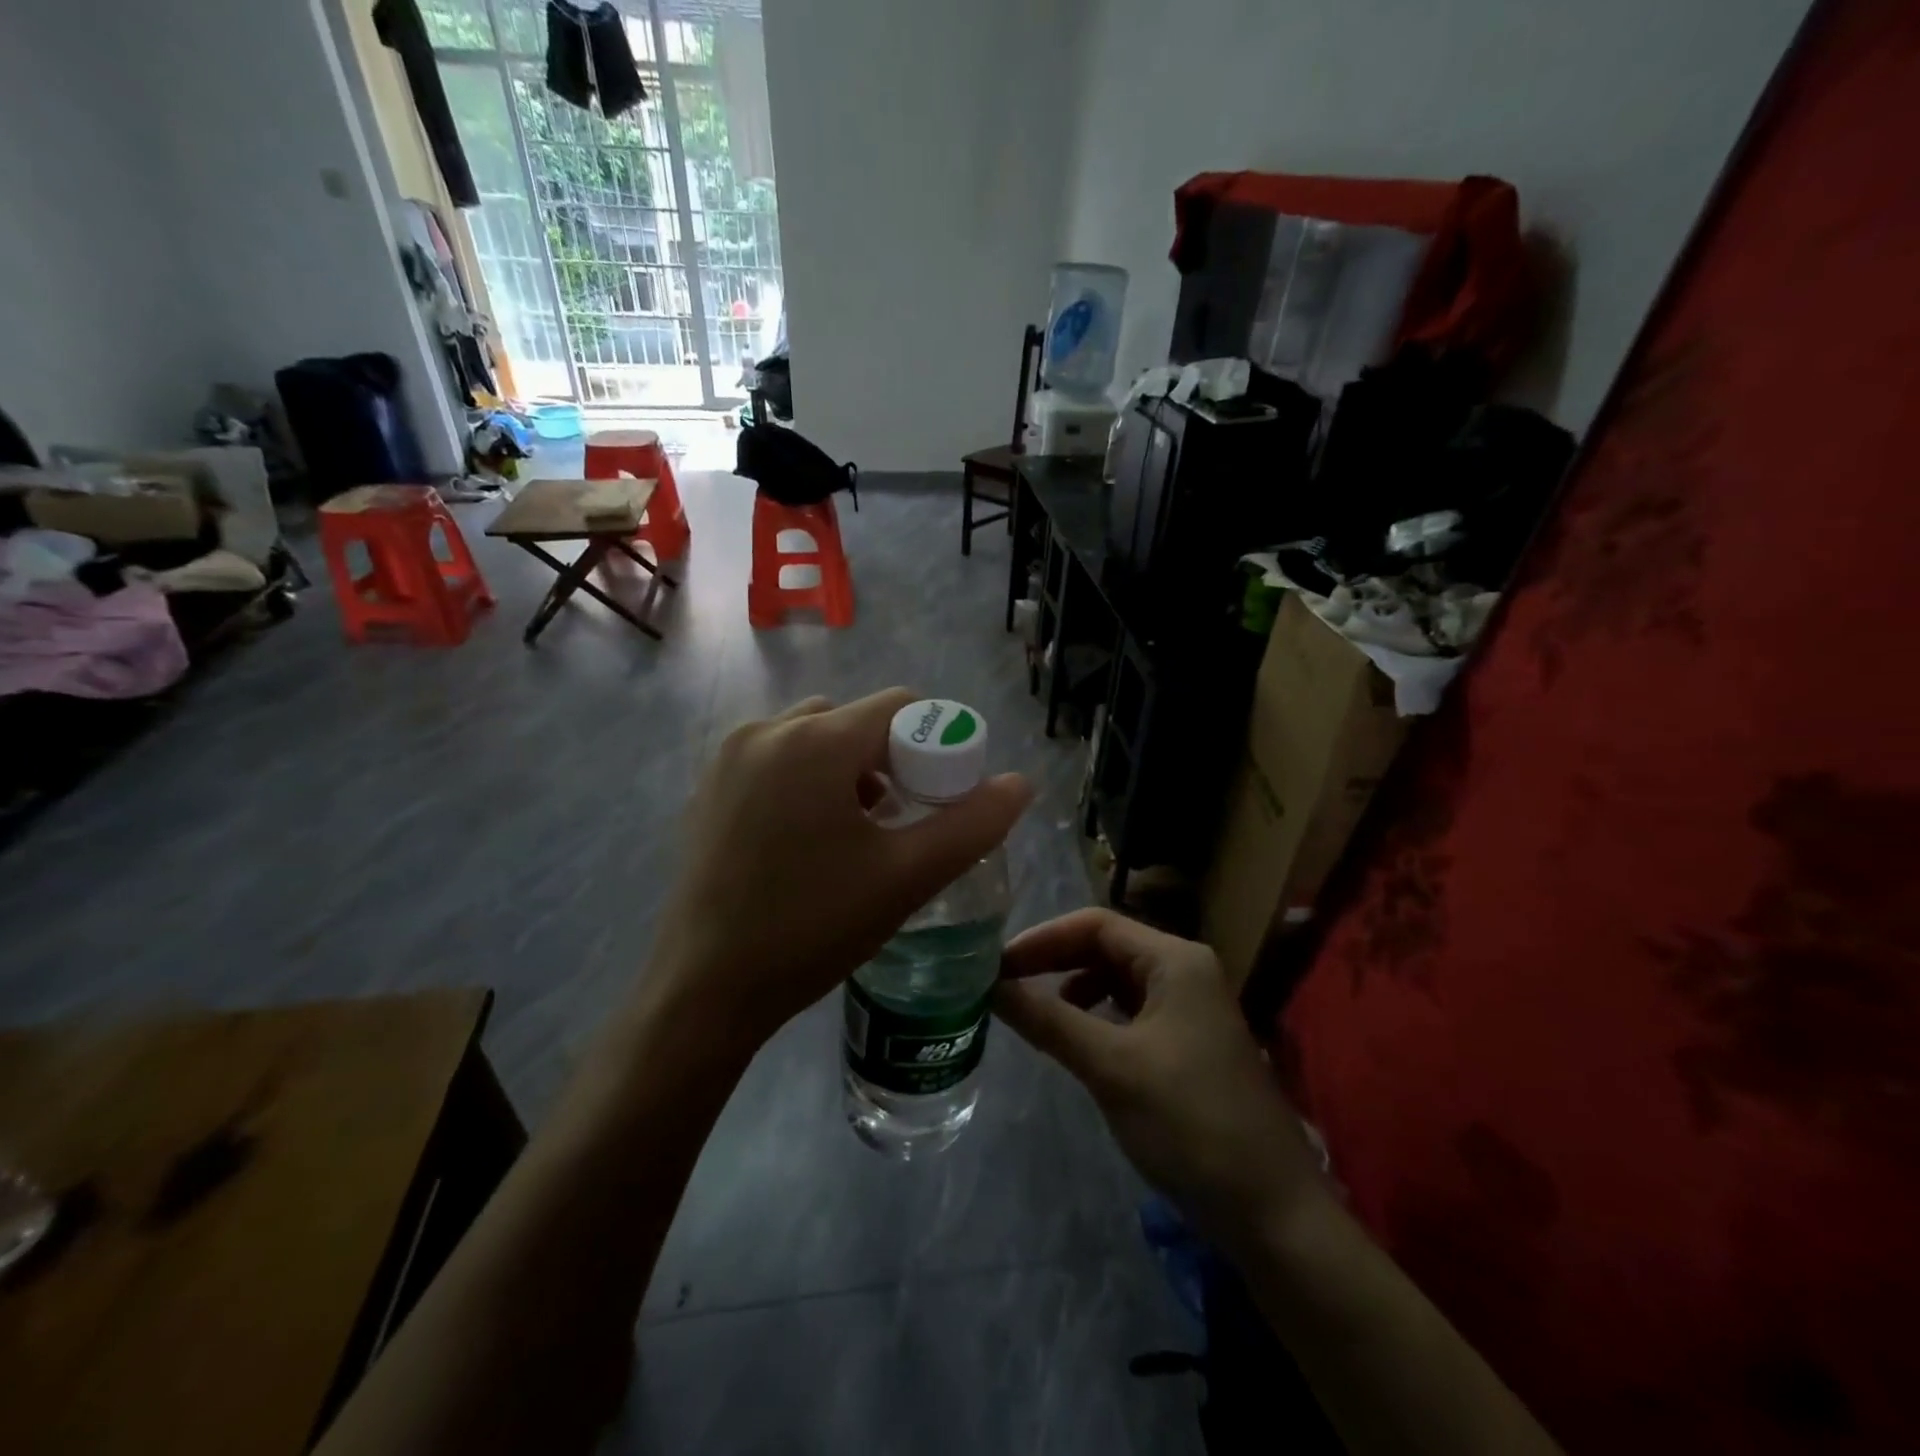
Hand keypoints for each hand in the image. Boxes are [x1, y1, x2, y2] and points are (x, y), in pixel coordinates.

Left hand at [644, 689, 1032, 1054]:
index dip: (934, 746)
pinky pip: (776, 761)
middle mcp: (767, 730)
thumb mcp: (907, 876)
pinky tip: (808, 841)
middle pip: (855, 721)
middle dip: (889, 761)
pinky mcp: (709, 788)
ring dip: (847, 770)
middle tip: (899, 822)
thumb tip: (1020, 784)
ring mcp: (729, 757)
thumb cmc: (813, 927)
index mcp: (816, 740)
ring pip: (814, 739)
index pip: (900, 708)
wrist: (705, 989)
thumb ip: (973, 824)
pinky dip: (806, 781)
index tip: (939, 800)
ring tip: (857, 833)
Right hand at [994, 909, 1332, 1252]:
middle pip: (1106, 947)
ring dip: (1074, 989)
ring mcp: (1191, 1007)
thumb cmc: (1190, 1124)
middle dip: (1055, 961)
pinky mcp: (1189, 1042)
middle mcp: (1186, 970)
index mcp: (1176, 960)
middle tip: (1005, 985)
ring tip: (1036, 1014)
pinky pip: (1132, 1011)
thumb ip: (1048, 1019)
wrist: (1274, 1213)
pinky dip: (1098, 1017)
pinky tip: (1077, 1041)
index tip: (996, 964)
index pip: (1096, 924)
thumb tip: (990, 986)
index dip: (1042, 939)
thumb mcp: (1111, 1067)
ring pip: (1118, 980)